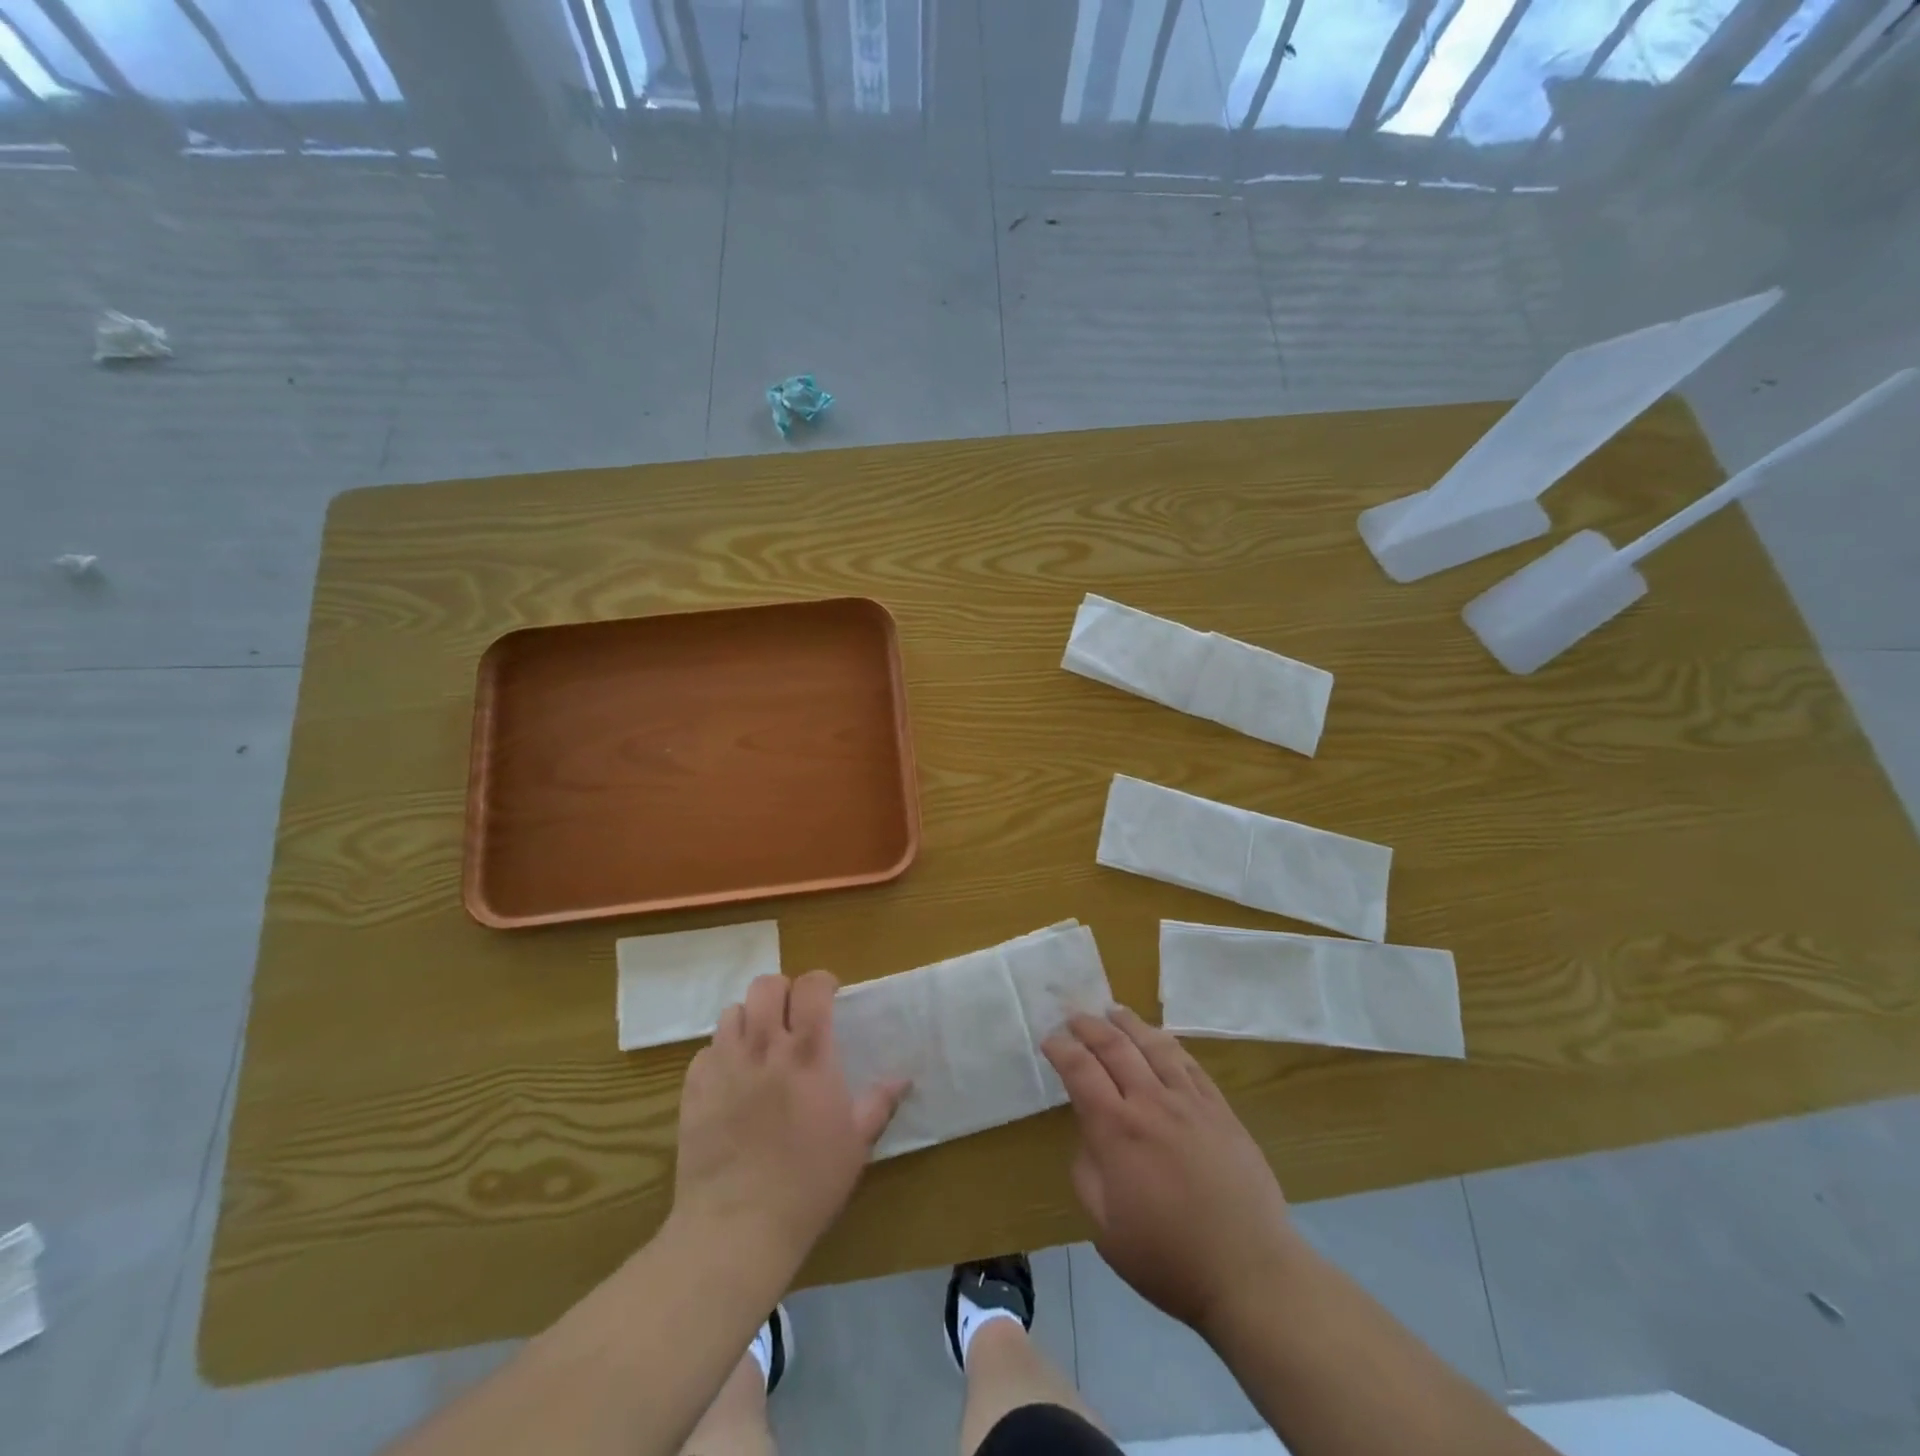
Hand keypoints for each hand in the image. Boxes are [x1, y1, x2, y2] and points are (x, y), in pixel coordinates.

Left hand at [670, 971, 906, 1270]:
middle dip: (782, 992)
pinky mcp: (694, 1088)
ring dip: (750, 1020)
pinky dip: (721, 1054)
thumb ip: (878, 1103)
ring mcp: (725, 1064)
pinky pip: (707, 1050)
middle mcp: (765, 1046)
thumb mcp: (855, 1144)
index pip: (811, 986)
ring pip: (733, 1011)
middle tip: (792, 1017)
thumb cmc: (808, 1183)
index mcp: (809, 1053)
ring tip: (760, 1045)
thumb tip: (904, 1078)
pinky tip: (732, 1080)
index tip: (828, 997)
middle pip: (767, 985)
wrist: (737, 1227)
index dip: (821, 983)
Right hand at [1043, 1007, 1299, 1336]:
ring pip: (1155, 1046)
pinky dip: (1169, 1045)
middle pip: (1115, 1047)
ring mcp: (1190, 1103)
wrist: (1249, 1272)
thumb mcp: (1105, 1229)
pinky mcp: (1221, 1111)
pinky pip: (1191, 1065)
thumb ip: (1087, 1173)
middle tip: (1074, 1015)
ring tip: (1114, 1011)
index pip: (1081, 1071)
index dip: (1061, 1049)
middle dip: (1089, 1026)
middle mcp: (1151, 1103)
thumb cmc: (1168, 1258)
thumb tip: (1089, 1137)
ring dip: (1129, 1023)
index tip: (1049, 1039)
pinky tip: (1161, 1039)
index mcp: (1117, 1131)